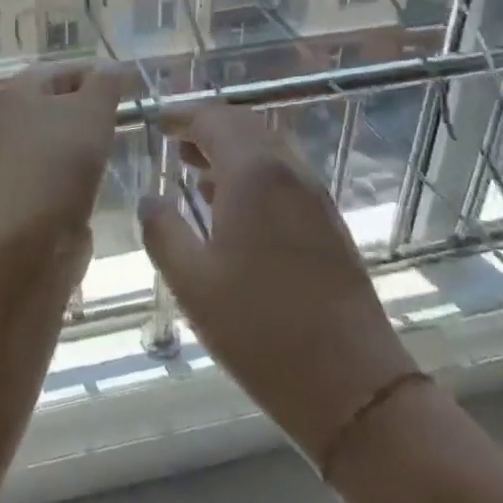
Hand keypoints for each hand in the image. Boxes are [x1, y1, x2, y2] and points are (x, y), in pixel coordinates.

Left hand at [0, 63, 129, 248]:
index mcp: (17, 91)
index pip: (66, 70)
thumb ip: (106, 83)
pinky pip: (54, 171)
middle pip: (59, 104)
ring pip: (58, 139)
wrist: (26, 242)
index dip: (100, 77)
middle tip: (126, 123)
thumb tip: (113, 67)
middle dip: (93, 112)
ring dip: (85, 145)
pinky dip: (75, 174)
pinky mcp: (20, 192)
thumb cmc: (59, 164)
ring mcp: (10, 158)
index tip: (133, 94)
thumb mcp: (92, 111)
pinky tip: (95, 182)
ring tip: (114, 153)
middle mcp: (7, 119)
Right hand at [139, 103, 416, 462]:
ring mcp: (315, 197)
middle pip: (245, 126)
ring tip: (196, 169)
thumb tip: (149, 199)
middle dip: (208, 127)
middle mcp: (289, 172)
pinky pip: (284, 176)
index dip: (182, 116)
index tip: (157, 122)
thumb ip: (162, 230)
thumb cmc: (260, 330)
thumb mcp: (192, 282)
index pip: (214, 120)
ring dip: (232, 149)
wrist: (352, 385)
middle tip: (175, 142)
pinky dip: (254, 173)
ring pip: (269, 150)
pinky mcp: (329, 223)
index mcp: (254, 174)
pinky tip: (232, 207)